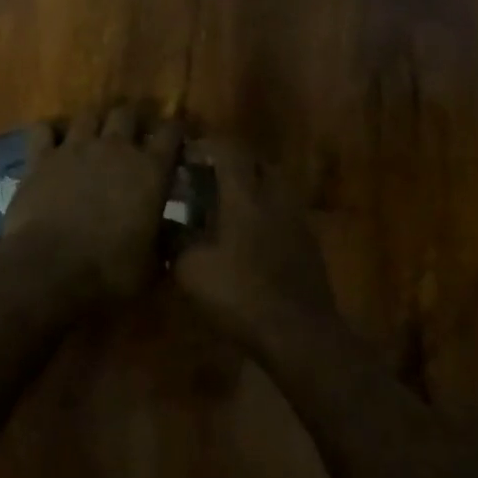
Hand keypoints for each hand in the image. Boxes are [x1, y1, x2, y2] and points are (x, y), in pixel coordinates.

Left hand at [4, 104, 182, 298]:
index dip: (176, 131)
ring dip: (94, 123)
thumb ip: (166, 242)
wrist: (50, 269)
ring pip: (88, 115)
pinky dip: (49, 132)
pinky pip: (42, 129)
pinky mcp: (40, 158)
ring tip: (94, 137)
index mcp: (151, 171)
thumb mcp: (152, 264)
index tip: (176, 139)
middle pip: (127, 113)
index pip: (172, 133)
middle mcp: (116, 148)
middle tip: (132, 138)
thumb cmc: (111, 270)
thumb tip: (176, 234)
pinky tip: (52, 144)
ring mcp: (75, 148)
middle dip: (132, 121)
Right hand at [174, 138, 339, 352]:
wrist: (297, 332)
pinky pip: (285, 212)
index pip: (229, 150)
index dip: (208, 146)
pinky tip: (252, 237)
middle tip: (209, 179)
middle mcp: (275, 197)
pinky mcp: (309, 243)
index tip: (188, 153)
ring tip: (229, 207)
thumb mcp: (191, 270)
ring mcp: (297, 220)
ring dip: (254, 188)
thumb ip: (177, 241)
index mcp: (245, 196)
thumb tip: (168, 226)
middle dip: (233, 164)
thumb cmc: (238, 295)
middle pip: (258, 163)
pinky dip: (267, 213)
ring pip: (275, 187)